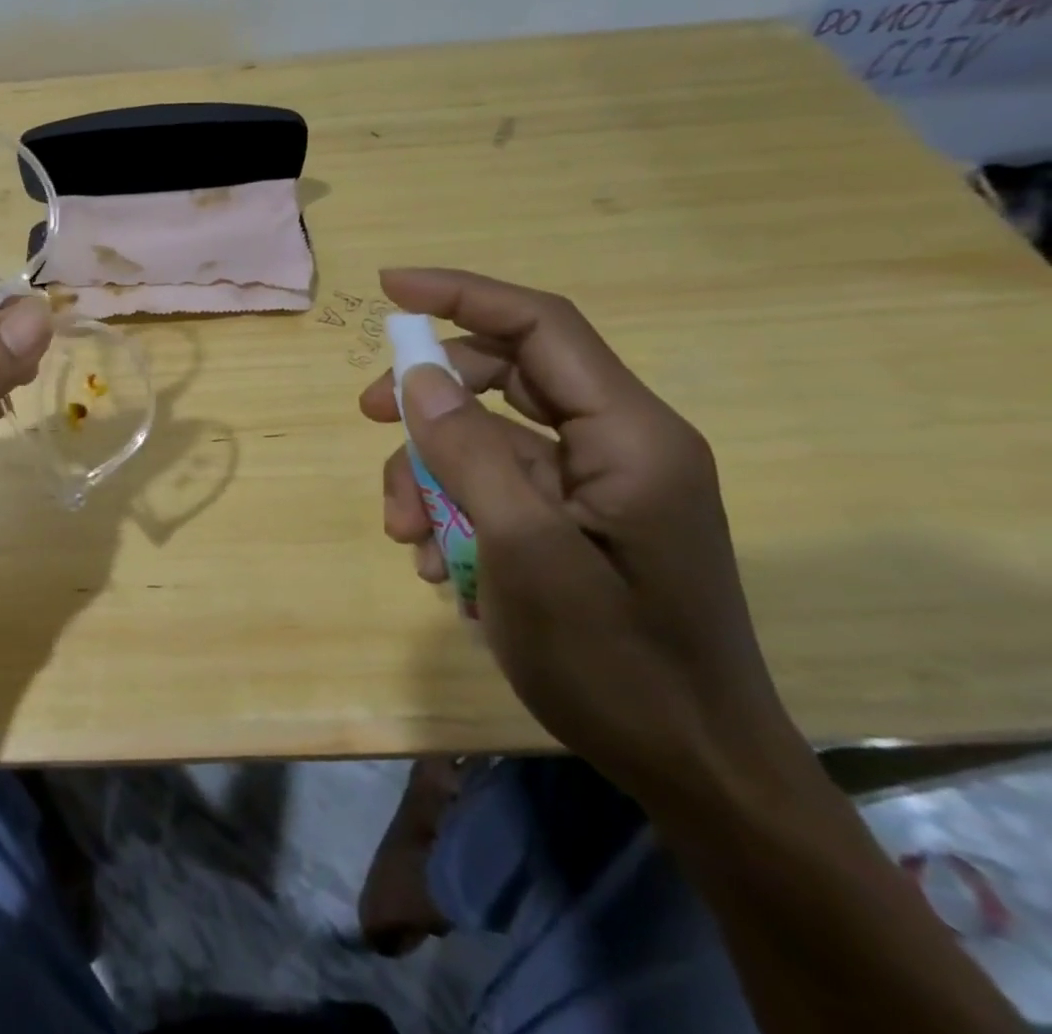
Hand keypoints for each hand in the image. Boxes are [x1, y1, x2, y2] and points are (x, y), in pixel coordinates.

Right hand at [359, 268, 806, 806]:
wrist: (693, 771)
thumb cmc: (616, 664)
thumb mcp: (525, 555)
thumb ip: (470, 454)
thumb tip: (417, 377)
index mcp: (629, 435)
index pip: (540, 326)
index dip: (463, 295)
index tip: (389, 288)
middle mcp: (618, 443)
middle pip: (506, 376)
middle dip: (430, 396)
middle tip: (367, 414)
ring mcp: (596, 485)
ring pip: (488, 437)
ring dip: (432, 472)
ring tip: (404, 535)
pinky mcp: (575, 520)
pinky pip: (497, 485)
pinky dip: (453, 508)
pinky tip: (435, 564)